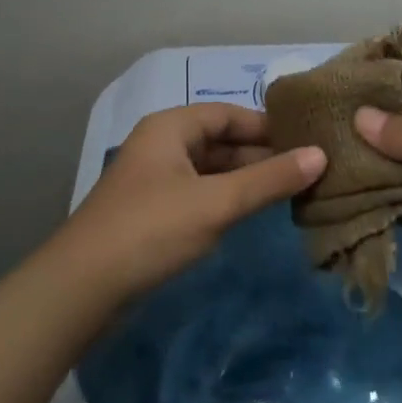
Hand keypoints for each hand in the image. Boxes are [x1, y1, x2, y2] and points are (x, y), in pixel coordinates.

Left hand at [53, 103, 326, 302]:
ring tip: (289, 192)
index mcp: (170, 127)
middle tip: (305, 170)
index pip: (228, 114)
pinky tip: (250, 214)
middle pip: (219, 141)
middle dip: (259, 155)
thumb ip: (269, 180)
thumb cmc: (151, 230)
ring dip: (244, 179)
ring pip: (210, 170)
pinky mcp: (151, 212)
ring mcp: (154, 180)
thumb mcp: (217, 202)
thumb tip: (320, 155)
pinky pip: (198, 194)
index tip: (306, 141)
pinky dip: (225, 199)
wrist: (81, 288)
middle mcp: (161, 145)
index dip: (266, 126)